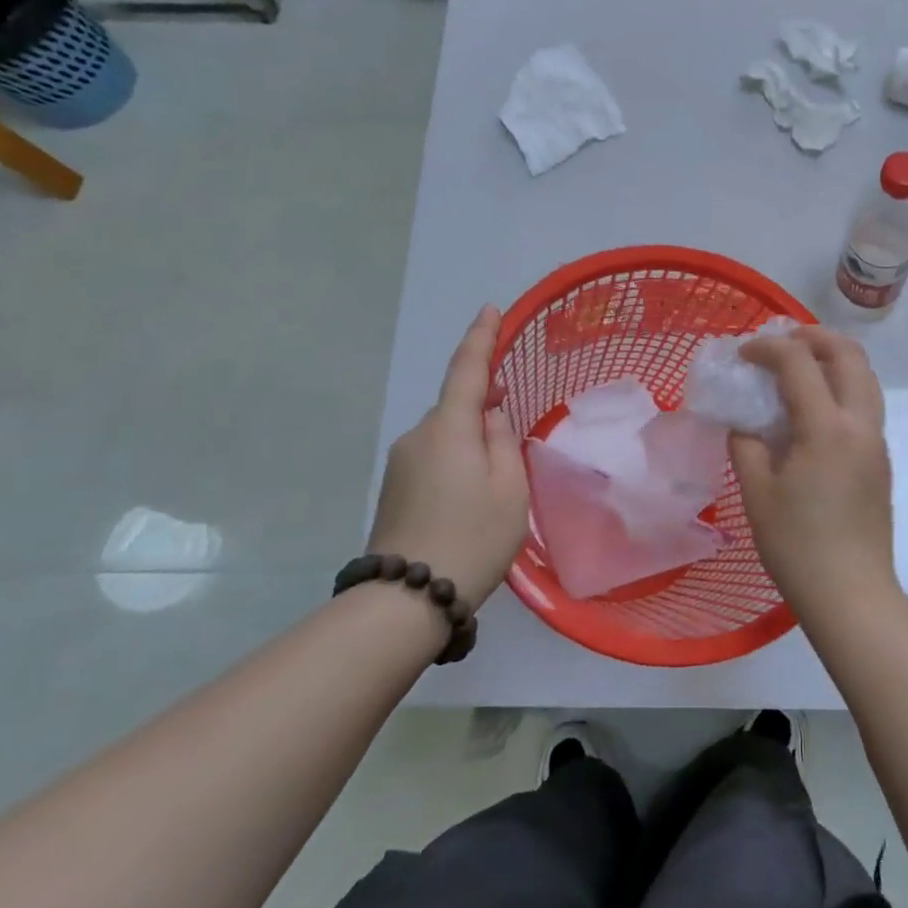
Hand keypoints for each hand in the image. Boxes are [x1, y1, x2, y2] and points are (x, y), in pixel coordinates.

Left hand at [367, 305, 529, 609]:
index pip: (466, 369)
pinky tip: (470, 496)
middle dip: (484, 406)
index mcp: (449, 428)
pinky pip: (433, 456)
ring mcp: (401, 462)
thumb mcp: (509, 488)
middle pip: (457, 407)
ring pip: (446, 435)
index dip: (480, 337)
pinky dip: (455, 461)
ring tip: (495, 483)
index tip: (489, 309)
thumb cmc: (473, 537)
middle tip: (513, 428)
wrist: (407, 599)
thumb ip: (503, 440)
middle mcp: (418, 435)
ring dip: (470, 441)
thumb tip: (489, 416)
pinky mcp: (394, 487)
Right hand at [729, 327, 898, 621]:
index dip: (767, 347)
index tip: (742, 354)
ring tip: (799, 367)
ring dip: (833, 358)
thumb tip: (744, 423)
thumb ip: (746, 445)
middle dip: (813, 336)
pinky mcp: (881, 459)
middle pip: (849, 354)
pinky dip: (842, 385)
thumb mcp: (757, 493)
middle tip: (781, 342)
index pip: (799, 362)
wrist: (852, 594)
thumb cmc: (797, 546)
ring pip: (865, 376)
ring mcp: (876, 441)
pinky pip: (866, 402)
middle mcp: (860, 424)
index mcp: (827, 428)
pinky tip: (813, 407)